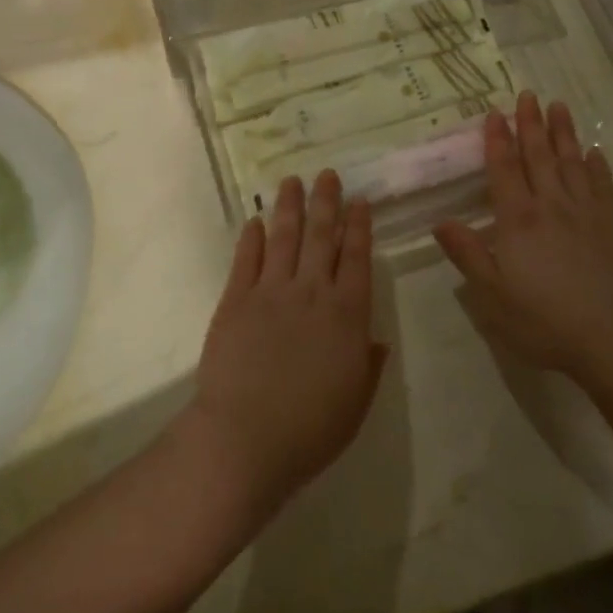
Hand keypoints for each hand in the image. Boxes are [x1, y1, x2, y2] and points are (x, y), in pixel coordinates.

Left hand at [186, 172, 384, 517]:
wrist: (245, 438)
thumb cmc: (310, 429)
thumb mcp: (356, 402)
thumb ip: (368, 365)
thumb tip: (376, 339)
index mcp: (347, 314)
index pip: (357, 258)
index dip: (359, 227)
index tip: (359, 200)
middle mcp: (312, 292)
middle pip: (321, 237)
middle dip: (326, 202)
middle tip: (327, 174)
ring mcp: (271, 292)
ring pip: (284, 238)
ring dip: (289, 208)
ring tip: (293, 181)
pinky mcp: (236, 300)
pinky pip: (246, 260)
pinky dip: (252, 238)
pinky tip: (255, 221)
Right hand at [435, 94, 612, 389]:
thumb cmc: (547, 322)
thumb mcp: (494, 296)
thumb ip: (468, 255)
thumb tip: (441, 222)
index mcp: (519, 220)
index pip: (505, 170)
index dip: (498, 140)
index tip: (495, 112)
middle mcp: (552, 206)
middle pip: (539, 156)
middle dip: (531, 124)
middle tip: (528, 94)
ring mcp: (588, 212)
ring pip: (572, 162)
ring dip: (563, 133)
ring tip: (558, 106)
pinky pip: (603, 185)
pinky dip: (597, 165)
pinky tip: (593, 152)